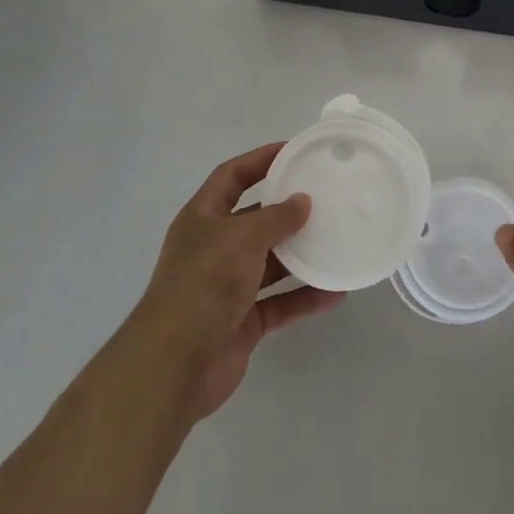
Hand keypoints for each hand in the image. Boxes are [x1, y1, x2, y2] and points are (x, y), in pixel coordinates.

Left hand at [126, 143, 344, 422]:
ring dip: (301, 255)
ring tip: (337, 240)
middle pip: (254, 220)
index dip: (260, 160)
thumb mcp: (242, 236)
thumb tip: (303, 201)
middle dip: (287, 211)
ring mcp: (227, 287)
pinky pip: (280, 302)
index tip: (294, 151)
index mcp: (202, 218)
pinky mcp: (242, 322)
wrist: (176, 362)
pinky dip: (304, 297)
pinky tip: (336, 291)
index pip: (232, 176)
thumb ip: (276, 217)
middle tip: (326, 198)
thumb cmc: (205, 282)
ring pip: (270, 263)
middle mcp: (213, 248)